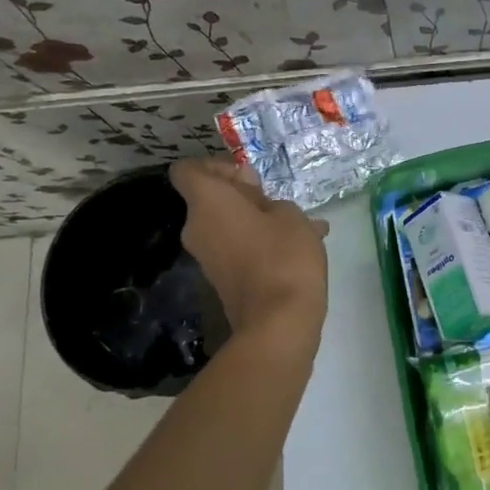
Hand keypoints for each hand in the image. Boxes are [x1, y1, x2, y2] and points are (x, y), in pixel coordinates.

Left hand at [171, 157, 330, 333]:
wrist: (278, 323)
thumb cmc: (283, 256)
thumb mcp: (290, 215)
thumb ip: (267, 199)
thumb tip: (250, 193)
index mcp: (207, 203)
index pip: (187, 170)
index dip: (215, 166)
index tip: (247, 176)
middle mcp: (197, 228)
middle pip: (210, 199)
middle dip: (244, 195)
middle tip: (278, 201)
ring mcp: (208, 257)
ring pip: (228, 225)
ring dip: (258, 220)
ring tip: (302, 225)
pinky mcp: (223, 280)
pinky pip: (237, 248)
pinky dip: (261, 243)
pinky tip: (300, 248)